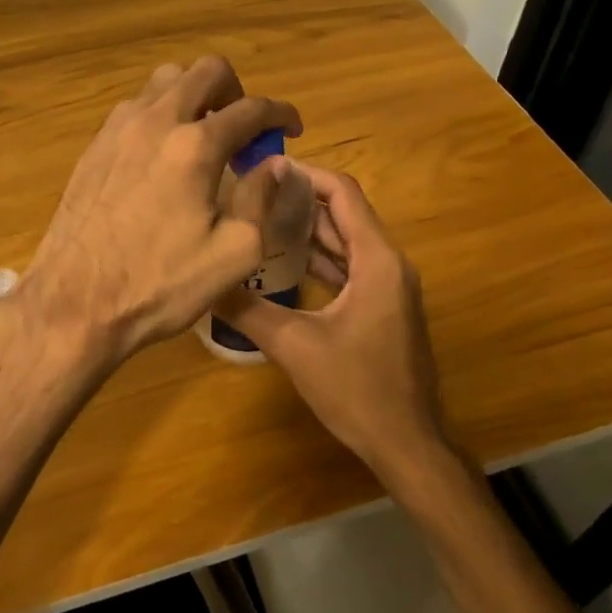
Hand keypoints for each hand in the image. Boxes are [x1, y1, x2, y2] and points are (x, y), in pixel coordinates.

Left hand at [16, 56, 300, 368]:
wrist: (75, 301)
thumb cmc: (159, 284)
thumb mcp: (233, 254)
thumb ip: (261, 200)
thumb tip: (274, 164)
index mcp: (195, 146)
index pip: (251, 108)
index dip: (281, 113)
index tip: (292, 128)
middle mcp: (155, 121)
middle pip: (205, 70)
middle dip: (236, 90)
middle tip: (244, 129)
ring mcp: (118, 129)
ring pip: (165, 81)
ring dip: (194, 96)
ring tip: (203, 137)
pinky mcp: (94, 146)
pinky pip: (136, 107)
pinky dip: (160, 114)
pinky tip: (163, 156)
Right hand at [215, 164, 446, 481]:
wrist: (407, 444)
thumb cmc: (357, 389)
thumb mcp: (294, 346)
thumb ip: (247, 309)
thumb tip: (204, 282)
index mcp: (376, 260)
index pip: (344, 194)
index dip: (306, 174)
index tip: (266, 168)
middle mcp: (388, 264)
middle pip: (345, 213)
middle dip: (301, 199)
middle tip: (253, 192)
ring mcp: (389, 287)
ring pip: (346, 242)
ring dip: (309, 229)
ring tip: (261, 219)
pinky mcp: (382, 308)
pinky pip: (350, 267)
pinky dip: (320, 259)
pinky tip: (283, 264)